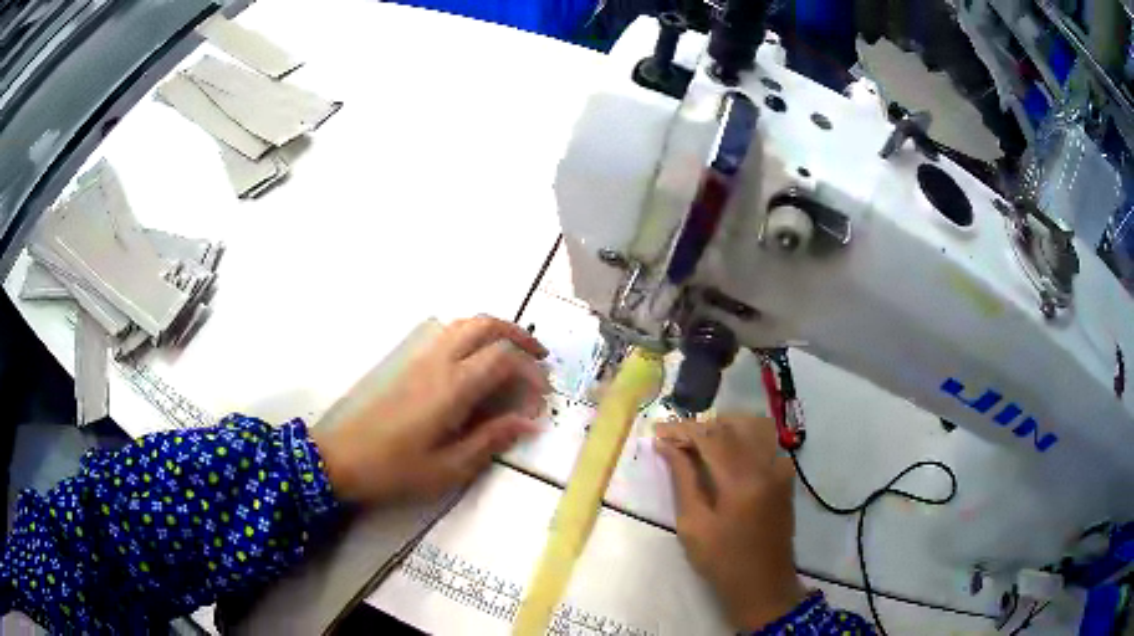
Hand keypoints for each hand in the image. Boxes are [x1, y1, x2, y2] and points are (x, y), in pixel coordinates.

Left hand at [314, 316, 549, 504]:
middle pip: (485, 325)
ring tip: (513, 357)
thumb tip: (528, 422)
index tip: (542, 398)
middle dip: (518, 335)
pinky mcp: (408, 364)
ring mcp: (420, 359)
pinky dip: (472, 337)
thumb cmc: (396, 469)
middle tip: (539, 359)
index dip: (531, 372)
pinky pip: (447, 335)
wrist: (342, 459)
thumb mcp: (449, 468)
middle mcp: (439, 362)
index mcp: (453, 387)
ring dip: (495, 332)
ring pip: (464, 324)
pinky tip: (476, 365)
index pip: (503, 358)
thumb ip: (491, 440)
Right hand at [655, 416, 805, 631]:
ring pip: (754, 425)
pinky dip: (744, 437)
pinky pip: (766, 441)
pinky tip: (727, 455)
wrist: (763, 583)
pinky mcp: (786, 476)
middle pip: (734, 424)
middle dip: (702, 425)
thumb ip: (683, 480)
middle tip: (677, 440)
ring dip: (725, 426)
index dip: (682, 429)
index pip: (711, 436)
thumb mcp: (693, 525)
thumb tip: (667, 446)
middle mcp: (766, 465)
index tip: (658, 431)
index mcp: (741, 480)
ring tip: (701, 443)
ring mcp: (781, 468)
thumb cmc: (721, 561)